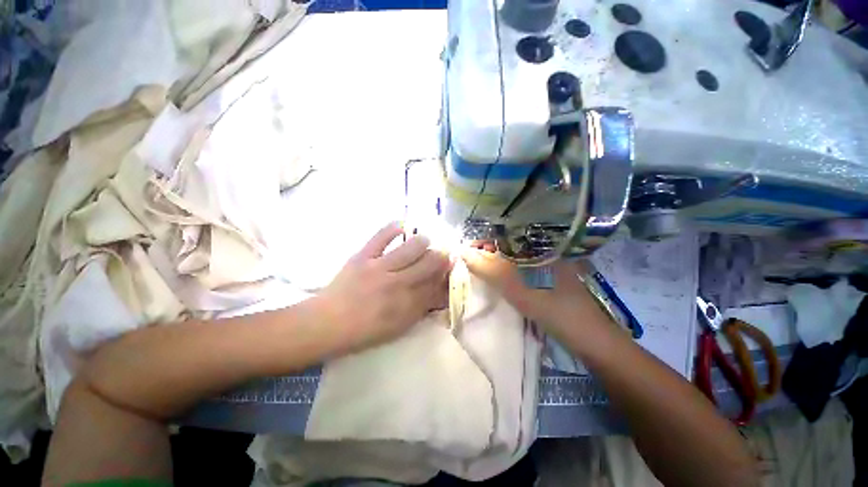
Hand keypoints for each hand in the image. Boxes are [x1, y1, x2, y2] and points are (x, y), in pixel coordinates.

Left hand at [317, 222, 450, 353]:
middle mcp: (398, 285)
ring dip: (423, 242)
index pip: (436, 285)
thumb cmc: (363, 331)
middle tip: (442, 253)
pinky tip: (402, 225)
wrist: (326, 324)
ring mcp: (379, 268)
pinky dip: (393, 227)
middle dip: (440, 257)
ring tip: (424, 241)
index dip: (446, 274)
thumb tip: (438, 293)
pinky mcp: (363, 256)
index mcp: (407, 306)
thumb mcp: (397, 328)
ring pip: (412, 248)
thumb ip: (419, 310)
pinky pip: (381, 236)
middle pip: (429, 264)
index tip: (450, 266)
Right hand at [461, 247, 603, 335]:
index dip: (482, 241)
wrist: (584, 334)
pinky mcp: (545, 277)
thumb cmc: (548, 304)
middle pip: (506, 245)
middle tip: (468, 261)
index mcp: (537, 243)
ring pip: (512, 258)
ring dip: (494, 262)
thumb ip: (485, 267)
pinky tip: (496, 277)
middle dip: (486, 252)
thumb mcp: (512, 284)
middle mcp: (541, 249)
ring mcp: (545, 263)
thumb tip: (462, 252)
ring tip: (477, 268)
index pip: (503, 234)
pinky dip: (505, 272)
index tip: (465, 251)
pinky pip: (519, 269)